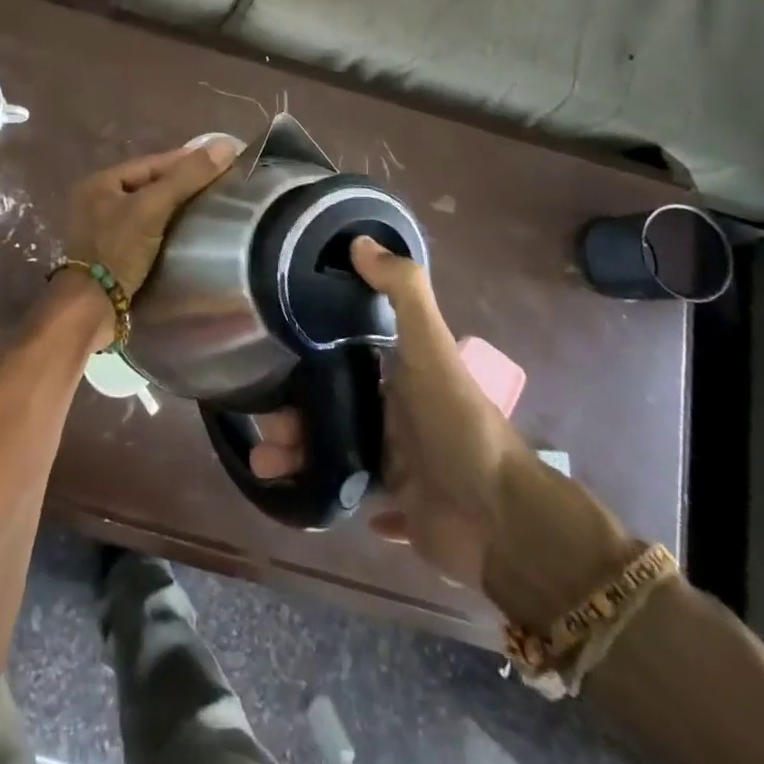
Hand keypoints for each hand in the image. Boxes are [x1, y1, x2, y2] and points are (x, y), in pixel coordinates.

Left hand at [62, 138, 239, 299]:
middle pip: (149, 184)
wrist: (91, 308)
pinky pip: (146, 231)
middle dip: (182, 183)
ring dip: (176, 207)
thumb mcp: (151, 209)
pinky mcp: (113, 254)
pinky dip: (167, 228)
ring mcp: (103, 229)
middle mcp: (98, 201)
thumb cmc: (117, 250)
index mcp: (101, 182)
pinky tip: (189, 233)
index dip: (186, 160)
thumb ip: (186, 178)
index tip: (220, 159)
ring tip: (210, 207)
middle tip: (220, 184)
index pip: (151, 163)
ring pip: (149, 208)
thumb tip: (225, 146)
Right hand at [248, 236, 529, 589]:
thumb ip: (402, 293)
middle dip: (292, 413)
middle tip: (261, 426)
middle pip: (331, 406)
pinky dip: (332, 495)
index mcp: (400, 375)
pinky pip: (357, 499)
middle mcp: (397, 414)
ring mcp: (399, 463)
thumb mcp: (431, 349)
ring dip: (298, 457)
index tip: (267, 357)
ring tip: (264, 467)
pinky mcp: (401, 508)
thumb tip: (360, 240)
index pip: (343, 356)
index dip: (306, 355)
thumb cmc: (458, 426)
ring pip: (334, 453)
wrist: (501, 523)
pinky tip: (301, 496)